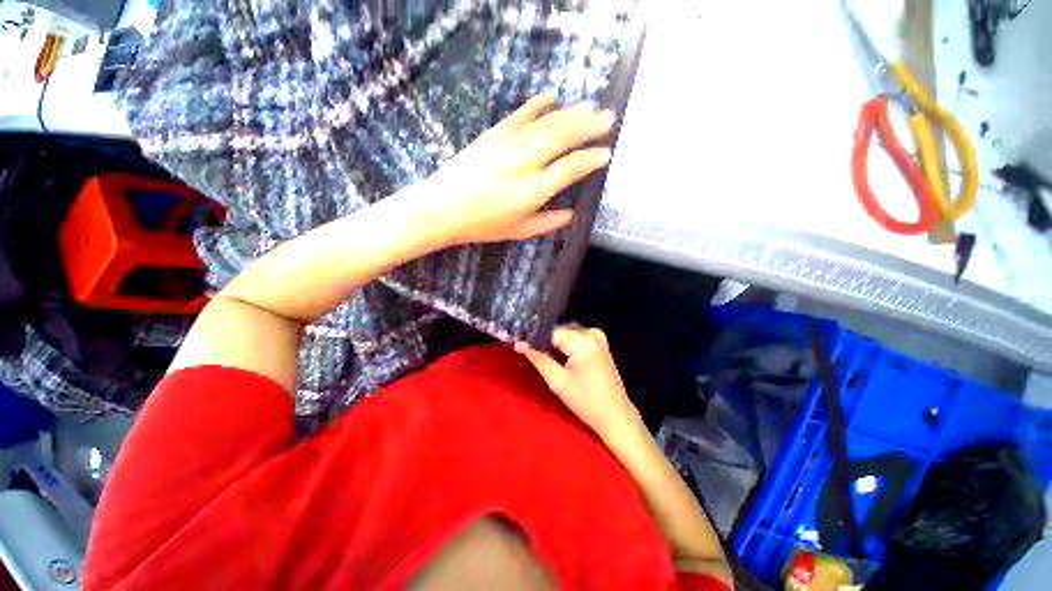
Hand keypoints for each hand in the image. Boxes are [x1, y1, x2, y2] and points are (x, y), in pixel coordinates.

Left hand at [417, 95, 614, 246]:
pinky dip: (538, 104)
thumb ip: (548, 222)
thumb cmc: (483, 225)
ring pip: (546, 122)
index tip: (606, 154)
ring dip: (571, 113)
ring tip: (590, 106)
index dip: (591, 160)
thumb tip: (572, 215)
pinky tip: (552, 98)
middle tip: (609, 117)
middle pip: (563, 137)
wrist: (443, 207)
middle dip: (589, 126)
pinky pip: (521, 114)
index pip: (570, 168)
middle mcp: (525, 162)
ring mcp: (508, 143)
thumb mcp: (519, 231)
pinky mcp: (493, 133)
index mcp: (533, 191)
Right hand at [515, 324, 641, 438]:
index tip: (519, 341)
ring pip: (566, 332)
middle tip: (528, 350)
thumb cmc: (586, 402)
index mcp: (583, 341)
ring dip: (554, 342)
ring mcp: (597, 336)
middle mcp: (592, 332)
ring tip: (542, 354)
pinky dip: (565, 344)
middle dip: (544, 339)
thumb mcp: (558, 382)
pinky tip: (558, 355)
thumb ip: (538, 359)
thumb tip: (519, 343)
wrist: (615, 415)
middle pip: (559, 329)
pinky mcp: (599, 342)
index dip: (534, 337)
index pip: (551, 331)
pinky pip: (575, 336)